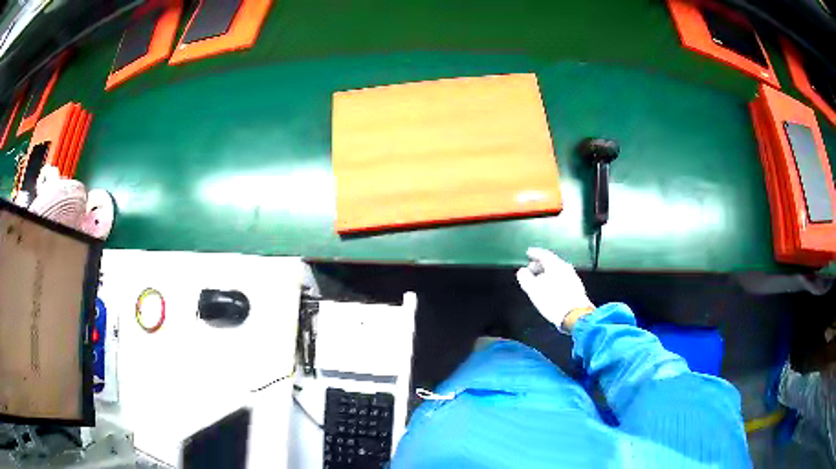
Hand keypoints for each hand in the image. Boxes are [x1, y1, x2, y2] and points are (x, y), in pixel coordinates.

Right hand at [516, 248, 594, 332]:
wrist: (575, 315)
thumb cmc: (552, 300)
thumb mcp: (533, 289)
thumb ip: (525, 278)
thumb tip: (522, 271)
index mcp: (555, 265)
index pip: (544, 254)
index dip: (535, 253)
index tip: (528, 253)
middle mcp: (565, 268)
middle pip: (551, 262)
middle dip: (540, 264)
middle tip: (531, 268)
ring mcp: (573, 277)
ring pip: (557, 271)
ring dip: (547, 273)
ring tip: (539, 280)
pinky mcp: (576, 288)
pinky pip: (562, 278)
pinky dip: (554, 280)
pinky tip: (550, 288)